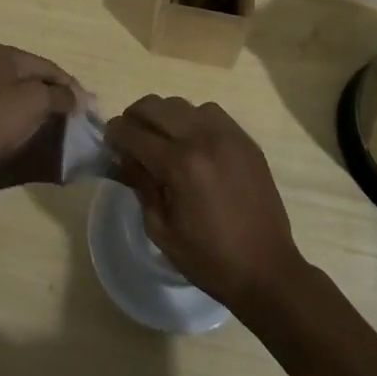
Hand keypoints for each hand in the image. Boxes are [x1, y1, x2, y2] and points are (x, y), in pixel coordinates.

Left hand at [0, 44, 85, 195]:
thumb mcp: (34, 100)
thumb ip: (60, 96)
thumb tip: (77, 98)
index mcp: (7, 56)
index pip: (51, 68)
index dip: (74, 89)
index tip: (92, 112)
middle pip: (38, 85)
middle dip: (61, 104)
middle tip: (81, 127)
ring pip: (25, 105)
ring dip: (46, 120)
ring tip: (66, 139)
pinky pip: (12, 123)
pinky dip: (29, 132)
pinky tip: (41, 146)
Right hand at [106, 96, 306, 308]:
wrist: (267, 270)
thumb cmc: (209, 259)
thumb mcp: (161, 229)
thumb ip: (139, 184)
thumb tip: (123, 157)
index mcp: (179, 164)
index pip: (133, 132)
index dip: (115, 134)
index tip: (109, 141)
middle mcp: (202, 138)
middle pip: (154, 106)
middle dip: (134, 117)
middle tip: (131, 138)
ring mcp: (227, 135)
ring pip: (182, 105)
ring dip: (165, 117)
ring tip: (163, 140)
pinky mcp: (245, 139)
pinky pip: (210, 112)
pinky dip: (193, 120)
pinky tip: (193, 143)